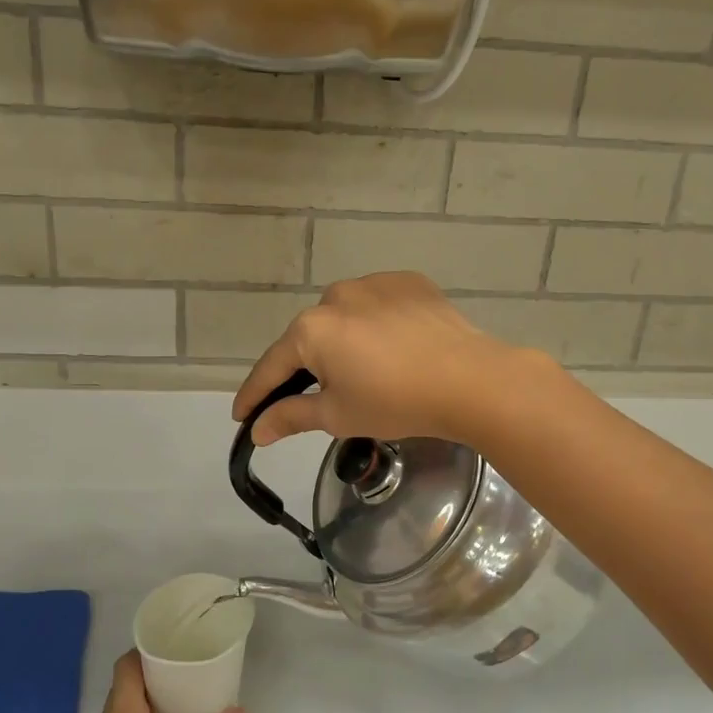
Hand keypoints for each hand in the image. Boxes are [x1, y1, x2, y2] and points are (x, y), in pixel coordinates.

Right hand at [232, 272, 541, 446]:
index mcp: (311, 328)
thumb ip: (290, 417)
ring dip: (344, 343)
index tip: (242, 416)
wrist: (470, 380)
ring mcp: (375, 283)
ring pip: (345, 318)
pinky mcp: (409, 282)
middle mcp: (336, 295)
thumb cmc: (395, 402)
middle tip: (317, 399)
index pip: (272, 366)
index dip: (256, 395)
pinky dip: (376, 326)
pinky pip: (379, 306)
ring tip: (366, 373)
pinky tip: (394, 348)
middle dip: (307, 368)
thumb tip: (257, 430)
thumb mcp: (337, 415)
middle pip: (310, 339)